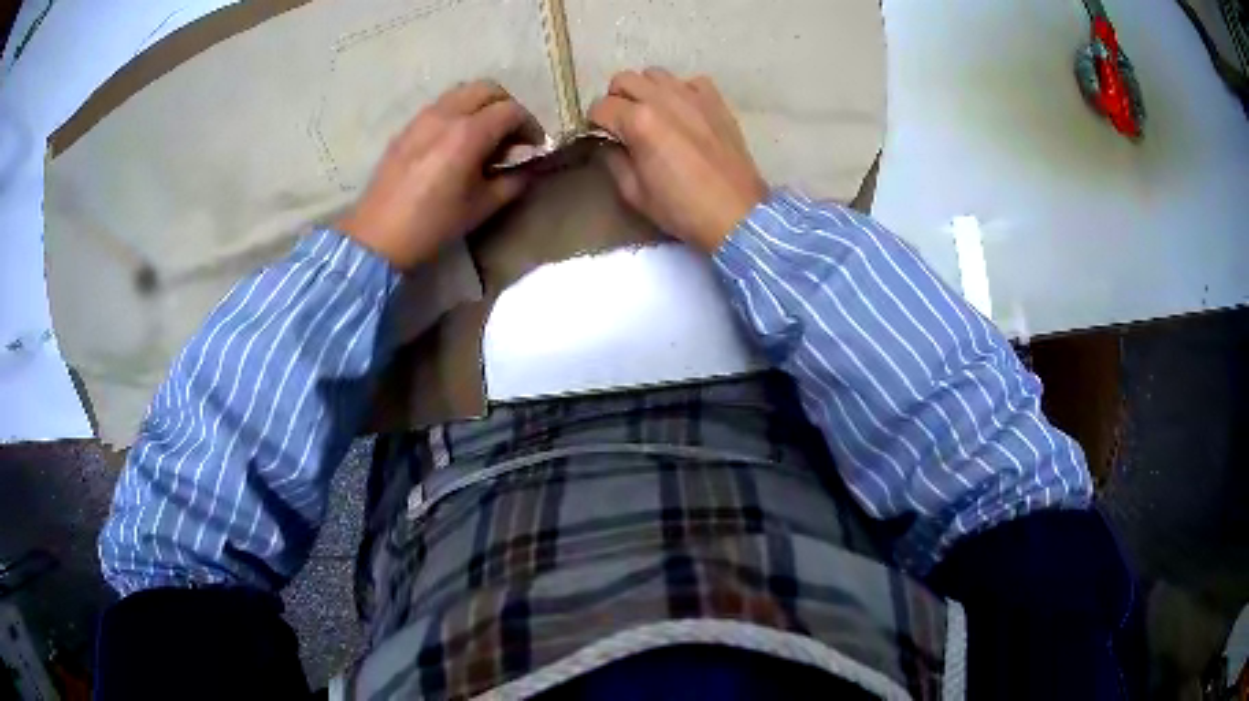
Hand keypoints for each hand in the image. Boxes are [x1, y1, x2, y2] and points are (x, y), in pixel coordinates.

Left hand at [336, 80, 543, 268]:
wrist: (377, 236)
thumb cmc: (432, 224)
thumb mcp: (481, 208)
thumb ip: (512, 182)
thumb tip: (526, 169)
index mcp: (468, 134)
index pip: (512, 111)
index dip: (530, 126)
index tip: (534, 146)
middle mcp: (446, 115)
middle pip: (487, 89)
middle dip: (507, 106)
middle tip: (512, 134)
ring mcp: (423, 118)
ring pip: (462, 92)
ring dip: (481, 105)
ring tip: (485, 135)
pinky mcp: (407, 128)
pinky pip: (441, 106)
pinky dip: (458, 112)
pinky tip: (456, 142)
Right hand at [588, 69, 768, 251]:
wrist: (736, 214)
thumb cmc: (682, 209)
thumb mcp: (634, 193)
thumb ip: (613, 160)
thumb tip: (607, 143)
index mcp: (639, 122)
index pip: (600, 107)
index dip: (595, 123)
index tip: (600, 136)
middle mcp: (663, 99)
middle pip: (623, 80)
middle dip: (616, 99)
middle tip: (622, 123)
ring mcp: (692, 96)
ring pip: (654, 74)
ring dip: (645, 90)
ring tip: (652, 114)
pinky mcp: (715, 101)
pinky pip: (689, 81)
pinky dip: (680, 91)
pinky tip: (683, 112)